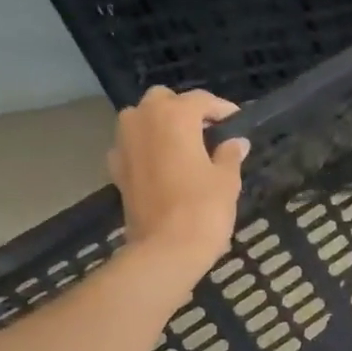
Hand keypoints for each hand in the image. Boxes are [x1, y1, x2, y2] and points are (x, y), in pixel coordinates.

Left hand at [108, 87, 247, 280]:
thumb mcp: (226, 181)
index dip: (221, 109)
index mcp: (174, 116)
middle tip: (207, 131)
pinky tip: (162, 166)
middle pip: (163, 101)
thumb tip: (236, 143)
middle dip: (184, 111)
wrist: (165, 250)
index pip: (201, 100)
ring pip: (142, 119)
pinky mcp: (115, 169)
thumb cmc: (203, 210)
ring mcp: (124, 143)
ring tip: (184, 147)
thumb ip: (229, 155)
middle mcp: (143, 120)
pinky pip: (131, 146)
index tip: (236, 121)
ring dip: (161, 126)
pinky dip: (145, 148)